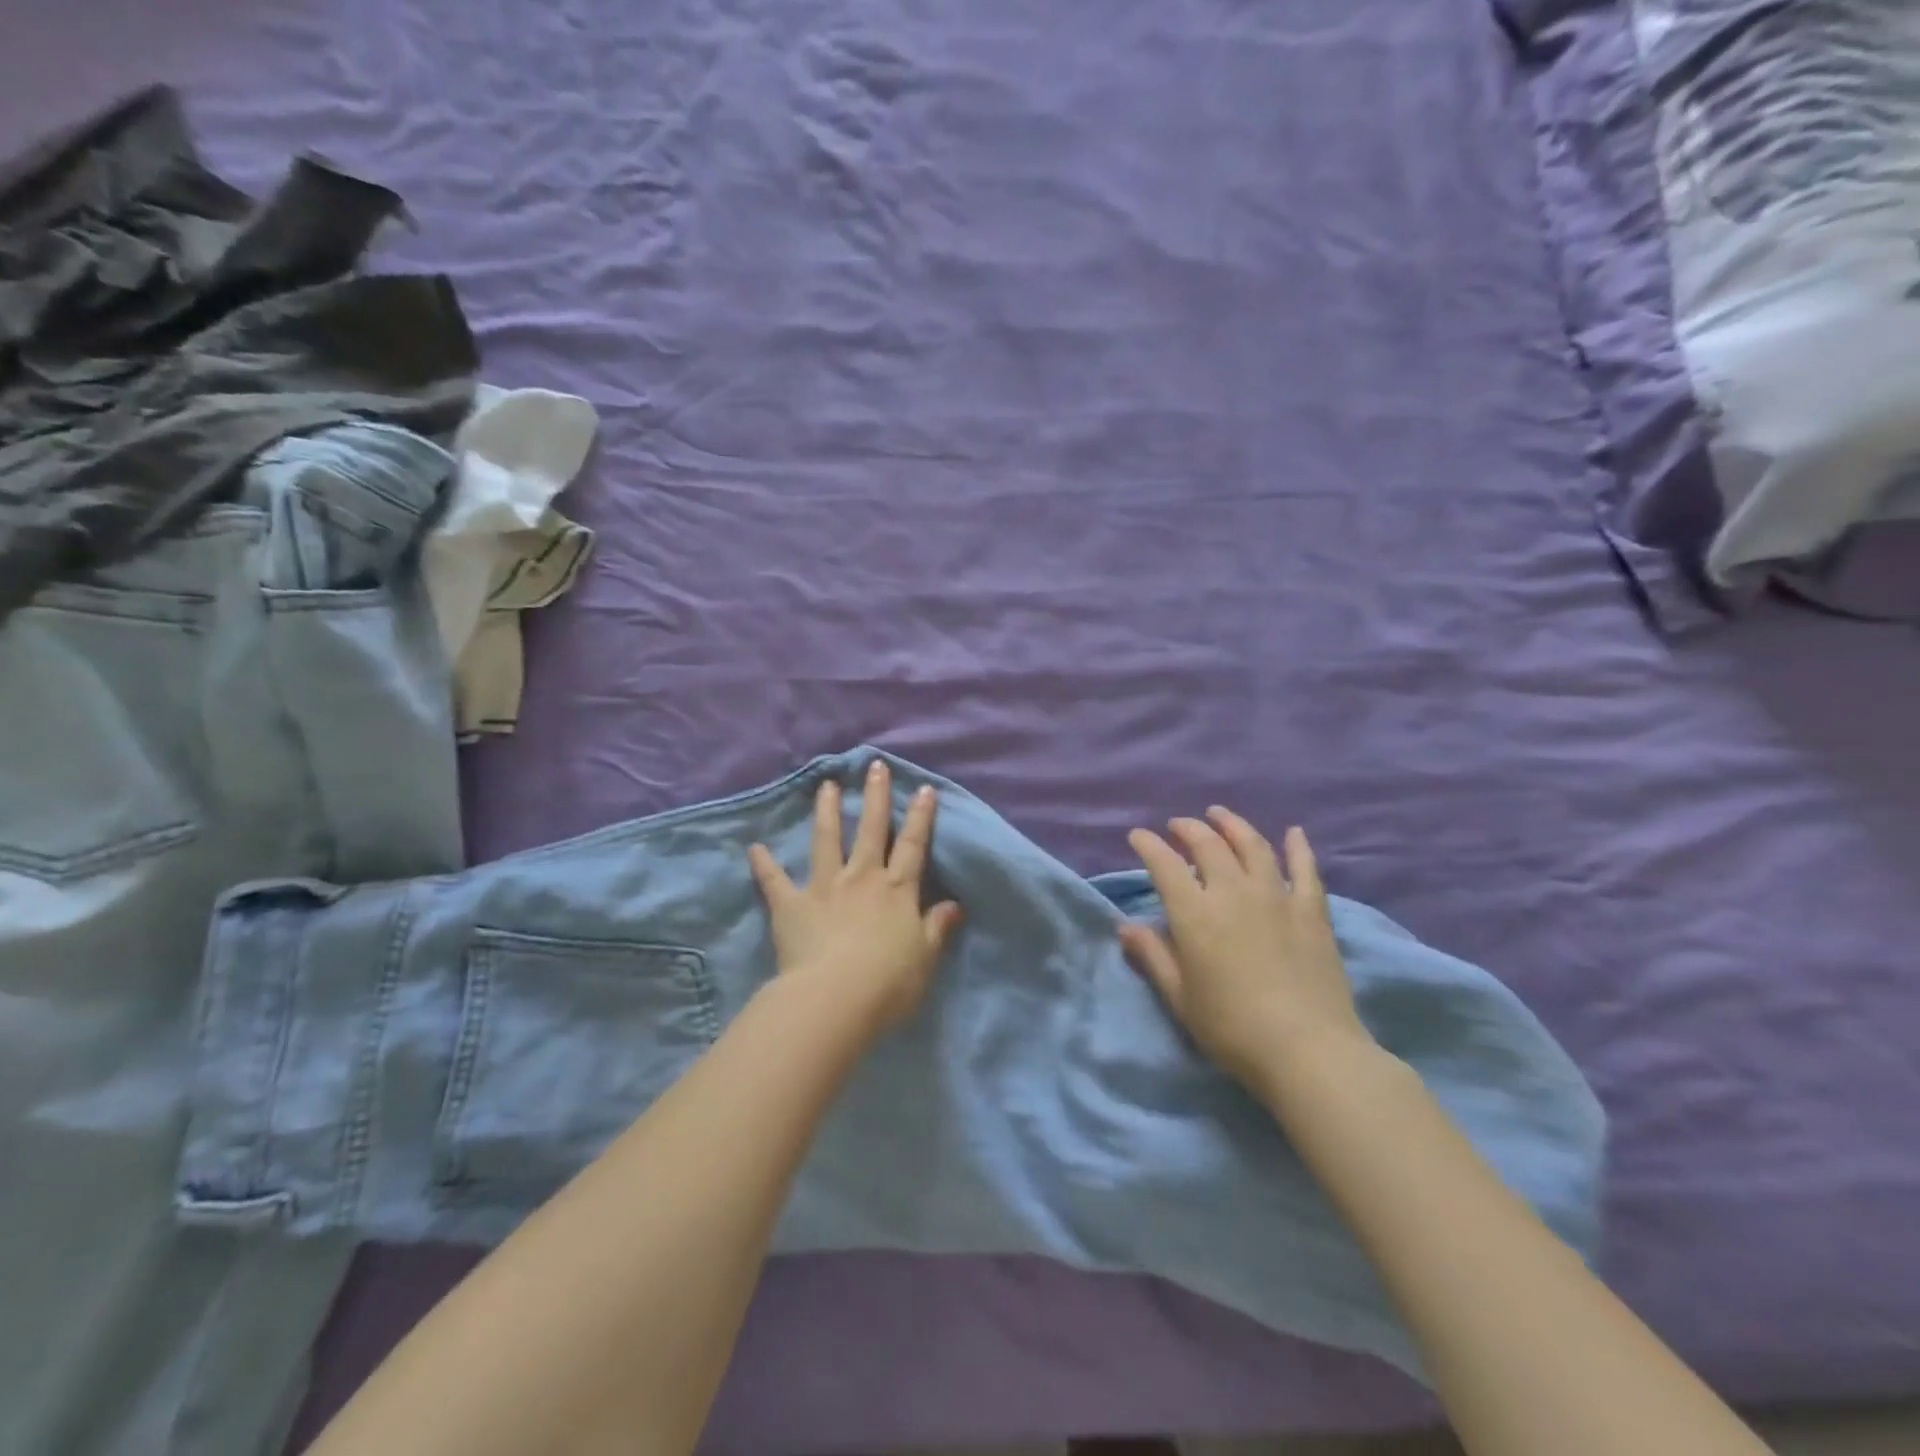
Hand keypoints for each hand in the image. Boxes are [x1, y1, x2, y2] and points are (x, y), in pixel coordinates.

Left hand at [748, 760, 963, 1034]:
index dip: (920, 817)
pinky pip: (775, 881)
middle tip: (874, 767)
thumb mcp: (925, 958)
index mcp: (896, 891)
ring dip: (826, 811)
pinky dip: (764, 865)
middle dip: (875, 797)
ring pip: (826, 840)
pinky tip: (755, 848)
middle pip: (871, 829)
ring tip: (826, 785)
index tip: (923, 788)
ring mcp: (825, 887)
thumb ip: (936, 928)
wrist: (836, 999)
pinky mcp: (792, 905)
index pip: (913, 846)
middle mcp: (862, 878)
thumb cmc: (889, 983)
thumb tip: (954, 905)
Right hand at [1120, 809, 1370, 1086]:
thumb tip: (1126, 927)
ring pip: (1253, 846)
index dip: (1148, 845)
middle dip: (1188, 829)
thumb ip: (1153, 956)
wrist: (1308, 1050)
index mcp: (1195, 913)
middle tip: (1177, 825)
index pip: (1164, 864)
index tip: (1138, 836)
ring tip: (1219, 815)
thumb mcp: (1180, 997)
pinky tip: (1294, 833)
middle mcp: (1233, 892)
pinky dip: (1298, 847)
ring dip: (1233, 825)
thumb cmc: (1232, 1028)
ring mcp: (1276, 897)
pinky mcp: (1312, 911)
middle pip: (1208, 845)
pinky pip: (1305, 869)